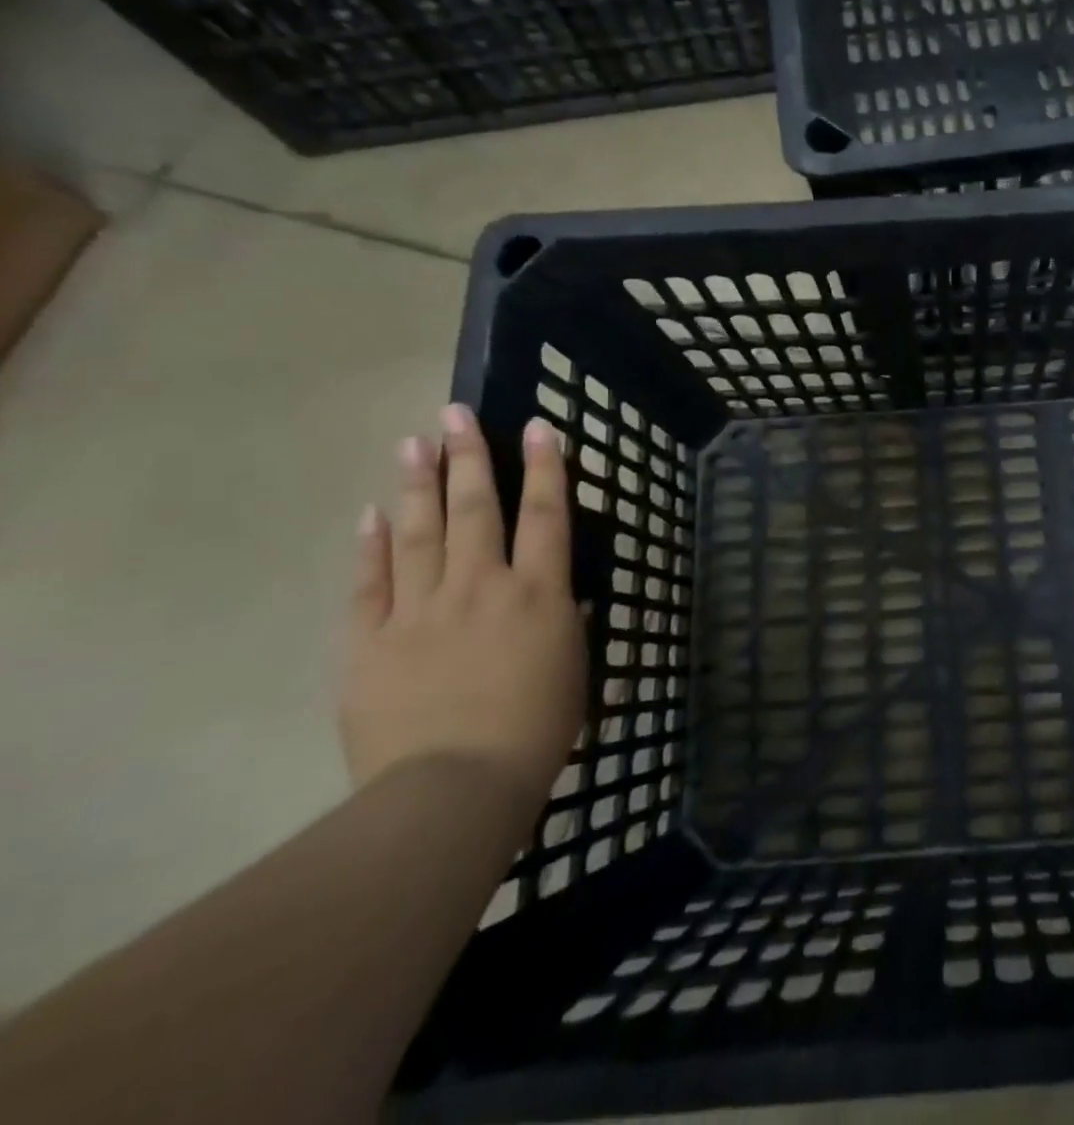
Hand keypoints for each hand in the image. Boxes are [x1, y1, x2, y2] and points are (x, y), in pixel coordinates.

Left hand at [339, 405, 585, 812]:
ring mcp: (420, 610)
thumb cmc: (535, 731)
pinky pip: (370, 583)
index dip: (545, 468)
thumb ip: (566, 621)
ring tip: (412, 442)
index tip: (539, 427)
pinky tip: (370, 514)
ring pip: (419, 532)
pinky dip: (370, 546)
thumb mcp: (574, 669)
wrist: (453, 790)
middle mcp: (481, 586)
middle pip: (476, 509)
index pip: (545, 515)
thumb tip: (562, 593)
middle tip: (456, 412)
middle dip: (469, 457)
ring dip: (418, 484)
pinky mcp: (370, 641)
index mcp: (538, 594)